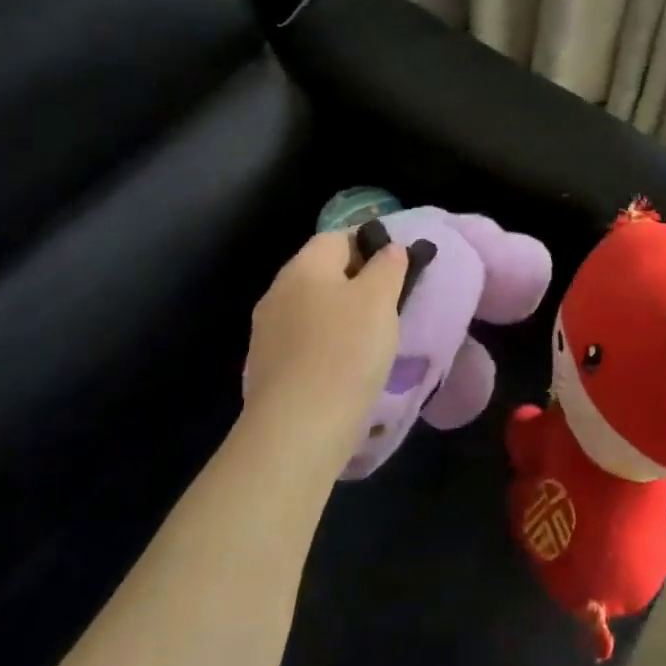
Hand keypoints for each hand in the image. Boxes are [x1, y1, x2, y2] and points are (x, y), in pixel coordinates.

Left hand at [242, 230, 406, 442]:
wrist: (298, 429)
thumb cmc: (346, 351)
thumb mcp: (380, 299)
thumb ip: (388, 266)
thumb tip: (389, 248)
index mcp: (304, 267)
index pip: (338, 237)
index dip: (370, 245)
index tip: (397, 268)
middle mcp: (278, 292)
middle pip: (323, 272)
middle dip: (357, 282)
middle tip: (390, 303)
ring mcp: (268, 332)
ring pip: (313, 308)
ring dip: (341, 315)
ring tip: (373, 337)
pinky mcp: (268, 368)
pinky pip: (305, 341)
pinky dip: (327, 344)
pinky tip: (347, 366)